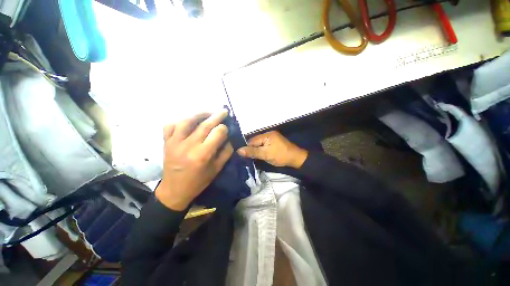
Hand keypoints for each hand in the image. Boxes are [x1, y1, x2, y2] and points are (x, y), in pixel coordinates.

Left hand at [156, 110, 232, 210]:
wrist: (175, 190)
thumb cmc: (199, 181)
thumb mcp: (217, 169)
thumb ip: (226, 152)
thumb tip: (229, 138)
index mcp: (203, 154)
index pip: (217, 133)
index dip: (224, 128)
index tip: (227, 128)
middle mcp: (189, 146)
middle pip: (205, 125)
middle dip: (216, 116)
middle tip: (224, 111)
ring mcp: (175, 143)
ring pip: (187, 121)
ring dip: (199, 114)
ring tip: (208, 113)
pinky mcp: (166, 142)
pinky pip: (170, 126)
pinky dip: (179, 121)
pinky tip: (188, 122)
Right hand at [237, 131, 307, 167]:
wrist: (295, 158)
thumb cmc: (281, 156)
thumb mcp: (266, 154)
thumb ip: (253, 152)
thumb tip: (239, 150)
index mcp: (267, 135)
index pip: (252, 141)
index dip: (248, 148)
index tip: (246, 156)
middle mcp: (269, 134)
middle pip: (256, 141)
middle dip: (253, 149)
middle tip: (251, 158)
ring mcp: (272, 137)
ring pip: (260, 144)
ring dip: (257, 150)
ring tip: (256, 157)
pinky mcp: (274, 142)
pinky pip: (264, 145)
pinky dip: (262, 149)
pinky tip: (262, 154)